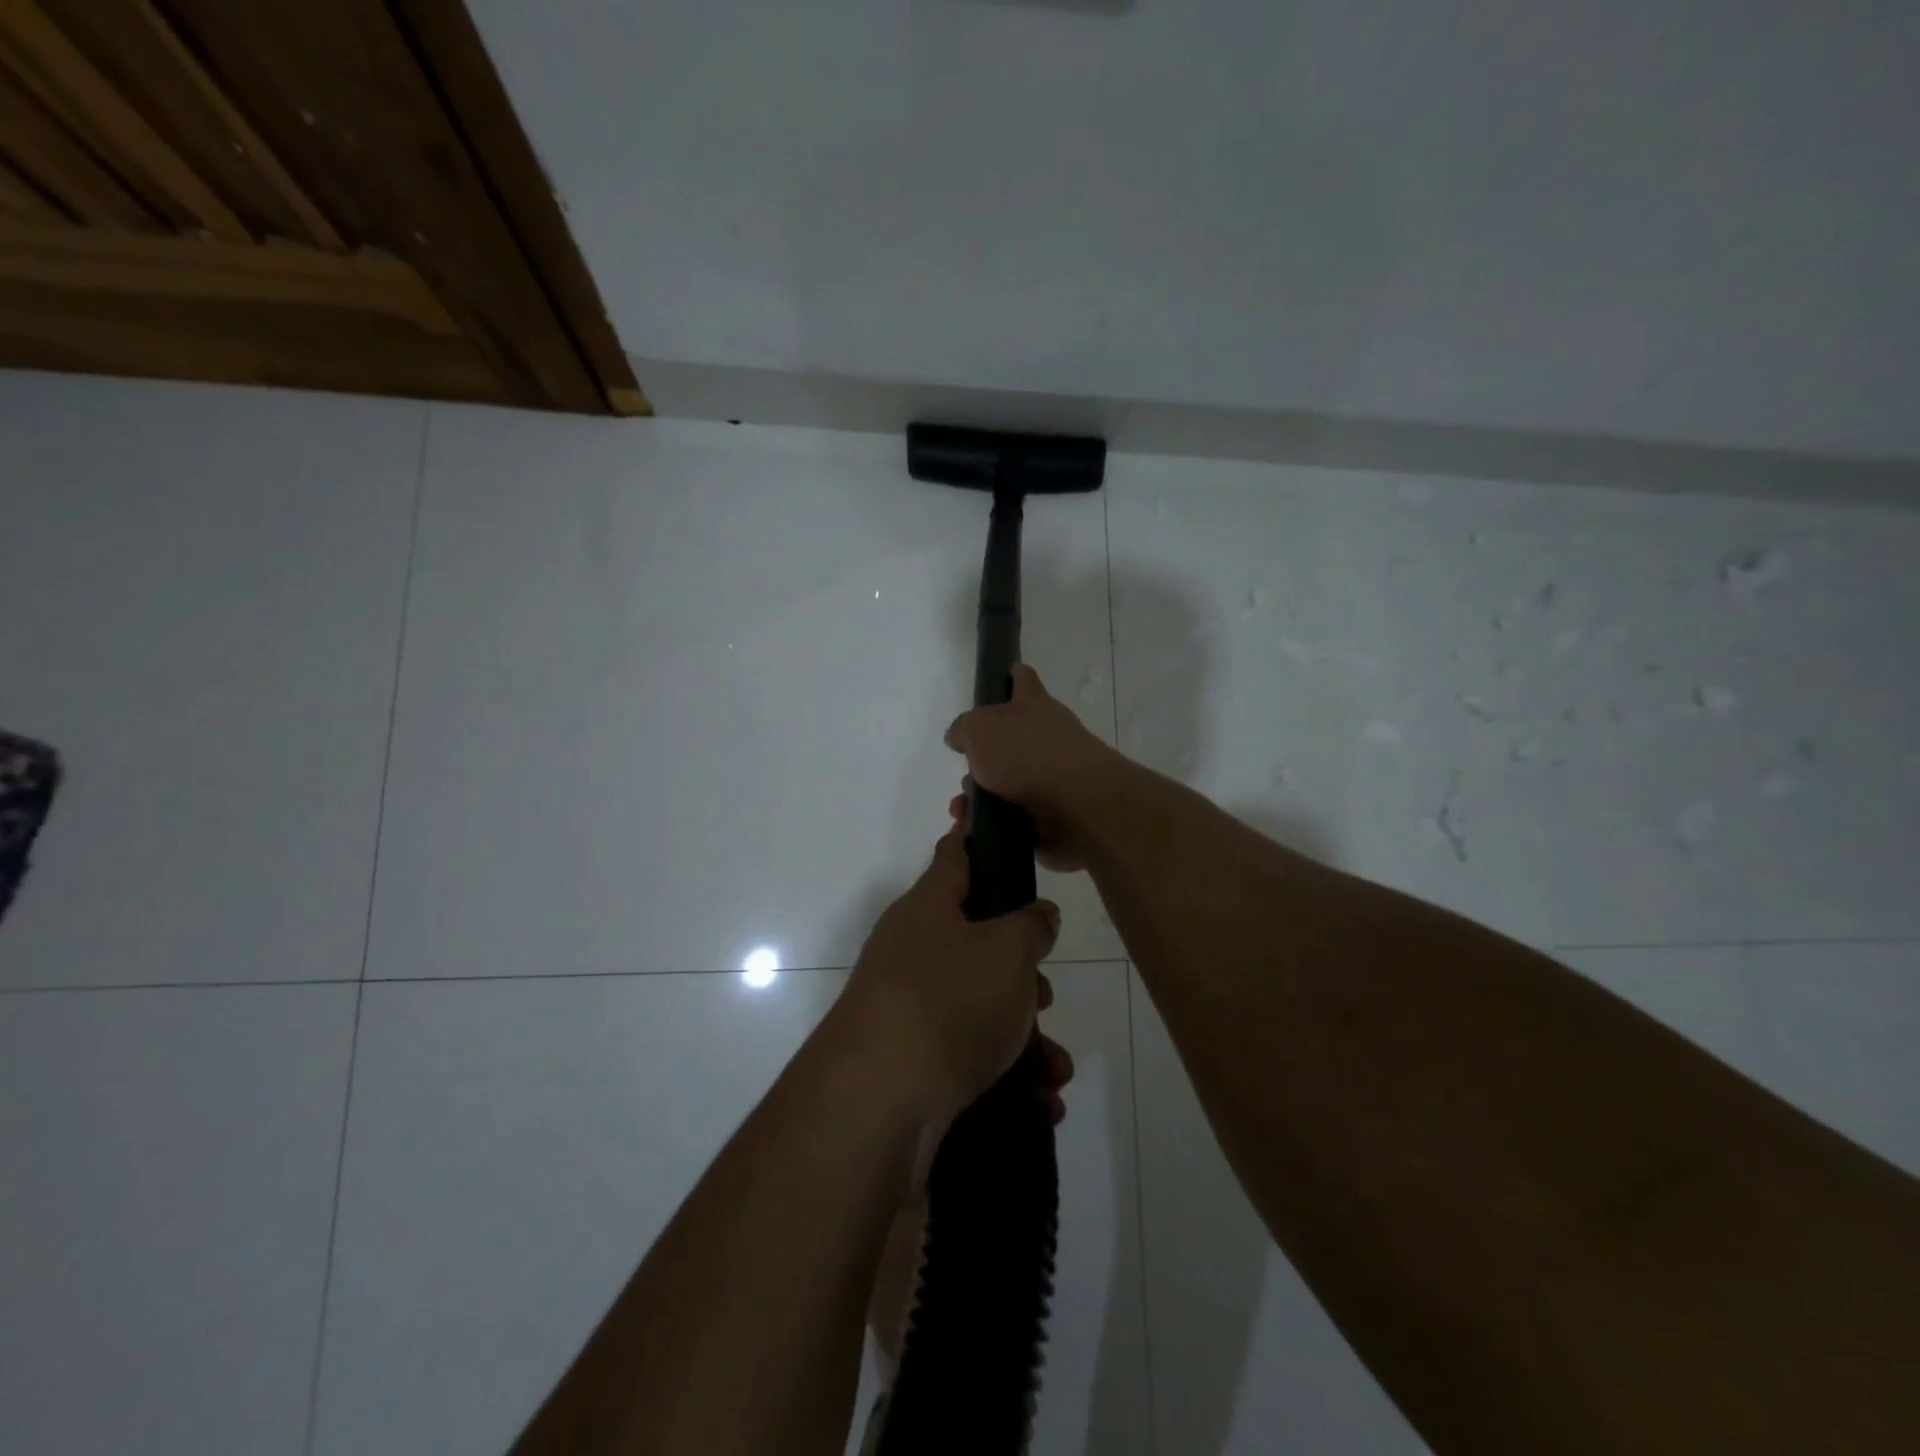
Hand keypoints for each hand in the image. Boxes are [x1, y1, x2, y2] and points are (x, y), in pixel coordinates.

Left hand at [836, 827, 1061, 1134]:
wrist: (877, 1104)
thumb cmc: (949, 1001)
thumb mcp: (1008, 952)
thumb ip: (1031, 925)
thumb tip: (1037, 914)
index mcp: (930, 907)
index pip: (956, 853)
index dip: (976, 831)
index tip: (985, 812)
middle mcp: (913, 949)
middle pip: (977, 938)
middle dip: (1021, 967)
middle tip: (1044, 990)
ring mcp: (907, 1004)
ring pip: (979, 1002)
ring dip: (1023, 1032)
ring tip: (1054, 1066)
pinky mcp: (910, 1057)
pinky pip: (969, 1051)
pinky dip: (1006, 1072)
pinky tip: (1040, 1102)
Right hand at [944, 664, 1123, 870]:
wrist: (1076, 806)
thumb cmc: (1026, 754)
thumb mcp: (979, 729)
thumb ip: (964, 729)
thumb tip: (960, 736)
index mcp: (1033, 705)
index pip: (1023, 680)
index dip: (1012, 676)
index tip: (1004, 675)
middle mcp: (1047, 736)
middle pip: (1010, 739)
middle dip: (982, 757)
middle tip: (965, 771)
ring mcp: (1052, 776)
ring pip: (1007, 782)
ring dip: (980, 795)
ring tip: (963, 809)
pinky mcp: (1052, 813)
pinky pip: (1013, 816)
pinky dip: (992, 823)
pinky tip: (973, 829)